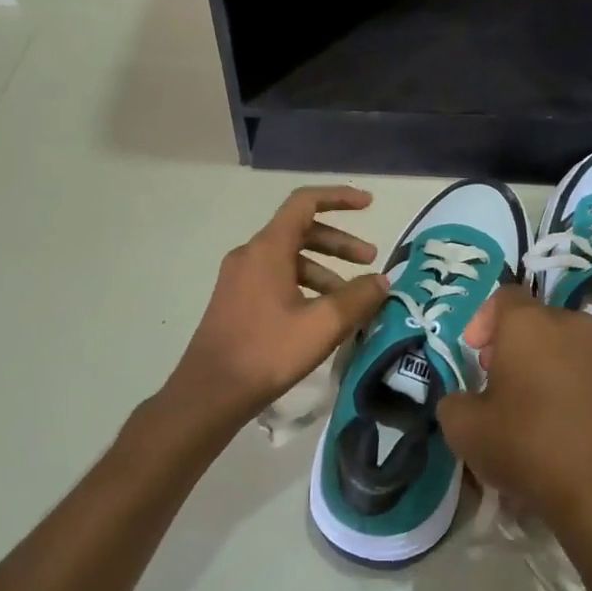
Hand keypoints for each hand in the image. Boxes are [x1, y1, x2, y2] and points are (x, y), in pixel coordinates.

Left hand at [166, 185, 389, 425]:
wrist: (210, 392)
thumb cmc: (267, 352)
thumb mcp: (322, 325)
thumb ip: (357, 298)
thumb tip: (381, 281)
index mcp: (267, 249)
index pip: (305, 203)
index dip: (339, 197)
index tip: (368, 205)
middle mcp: (250, 255)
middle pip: (300, 231)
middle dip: (339, 243)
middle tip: (370, 260)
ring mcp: (239, 279)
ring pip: (289, 259)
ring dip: (325, 270)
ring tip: (352, 299)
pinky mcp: (236, 301)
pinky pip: (276, 279)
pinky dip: (305, 286)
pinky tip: (322, 316)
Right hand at [439, 286, 591, 532]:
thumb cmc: (529, 447)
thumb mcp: (465, 430)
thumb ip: (453, 404)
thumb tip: (463, 401)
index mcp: (530, 324)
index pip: (504, 296)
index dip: (483, 320)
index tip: (475, 354)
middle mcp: (573, 327)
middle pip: (537, 322)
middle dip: (513, 346)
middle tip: (498, 383)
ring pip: (566, 348)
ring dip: (545, 368)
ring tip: (532, 410)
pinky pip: (591, 375)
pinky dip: (573, 390)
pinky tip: (564, 430)